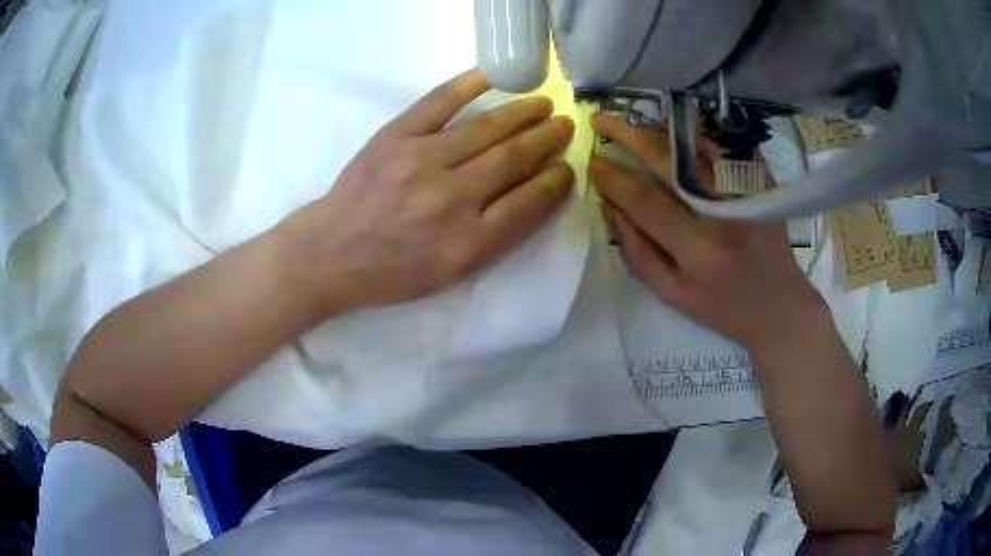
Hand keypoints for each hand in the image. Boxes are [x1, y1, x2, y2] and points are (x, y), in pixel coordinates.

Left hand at [281, 69, 574, 312]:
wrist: (331, 253)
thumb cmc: (391, 271)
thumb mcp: (449, 273)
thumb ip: (494, 236)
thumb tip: (530, 192)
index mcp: (468, 243)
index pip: (529, 203)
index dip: (555, 182)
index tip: (567, 167)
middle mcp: (451, 199)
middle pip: (513, 159)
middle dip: (546, 140)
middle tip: (565, 126)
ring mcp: (421, 161)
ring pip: (485, 128)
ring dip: (521, 113)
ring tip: (543, 104)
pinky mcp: (394, 137)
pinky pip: (438, 103)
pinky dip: (468, 85)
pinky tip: (493, 77)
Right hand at [589, 112, 826, 354]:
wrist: (780, 305)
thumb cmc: (722, 306)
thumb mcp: (671, 293)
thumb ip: (636, 251)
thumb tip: (608, 205)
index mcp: (699, 249)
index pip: (645, 200)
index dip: (613, 177)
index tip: (593, 162)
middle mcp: (724, 214)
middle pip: (669, 161)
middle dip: (628, 134)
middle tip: (600, 119)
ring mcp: (747, 193)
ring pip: (696, 144)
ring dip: (659, 127)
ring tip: (631, 118)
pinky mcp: (761, 182)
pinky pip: (722, 145)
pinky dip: (694, 132)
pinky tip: (673, 128)